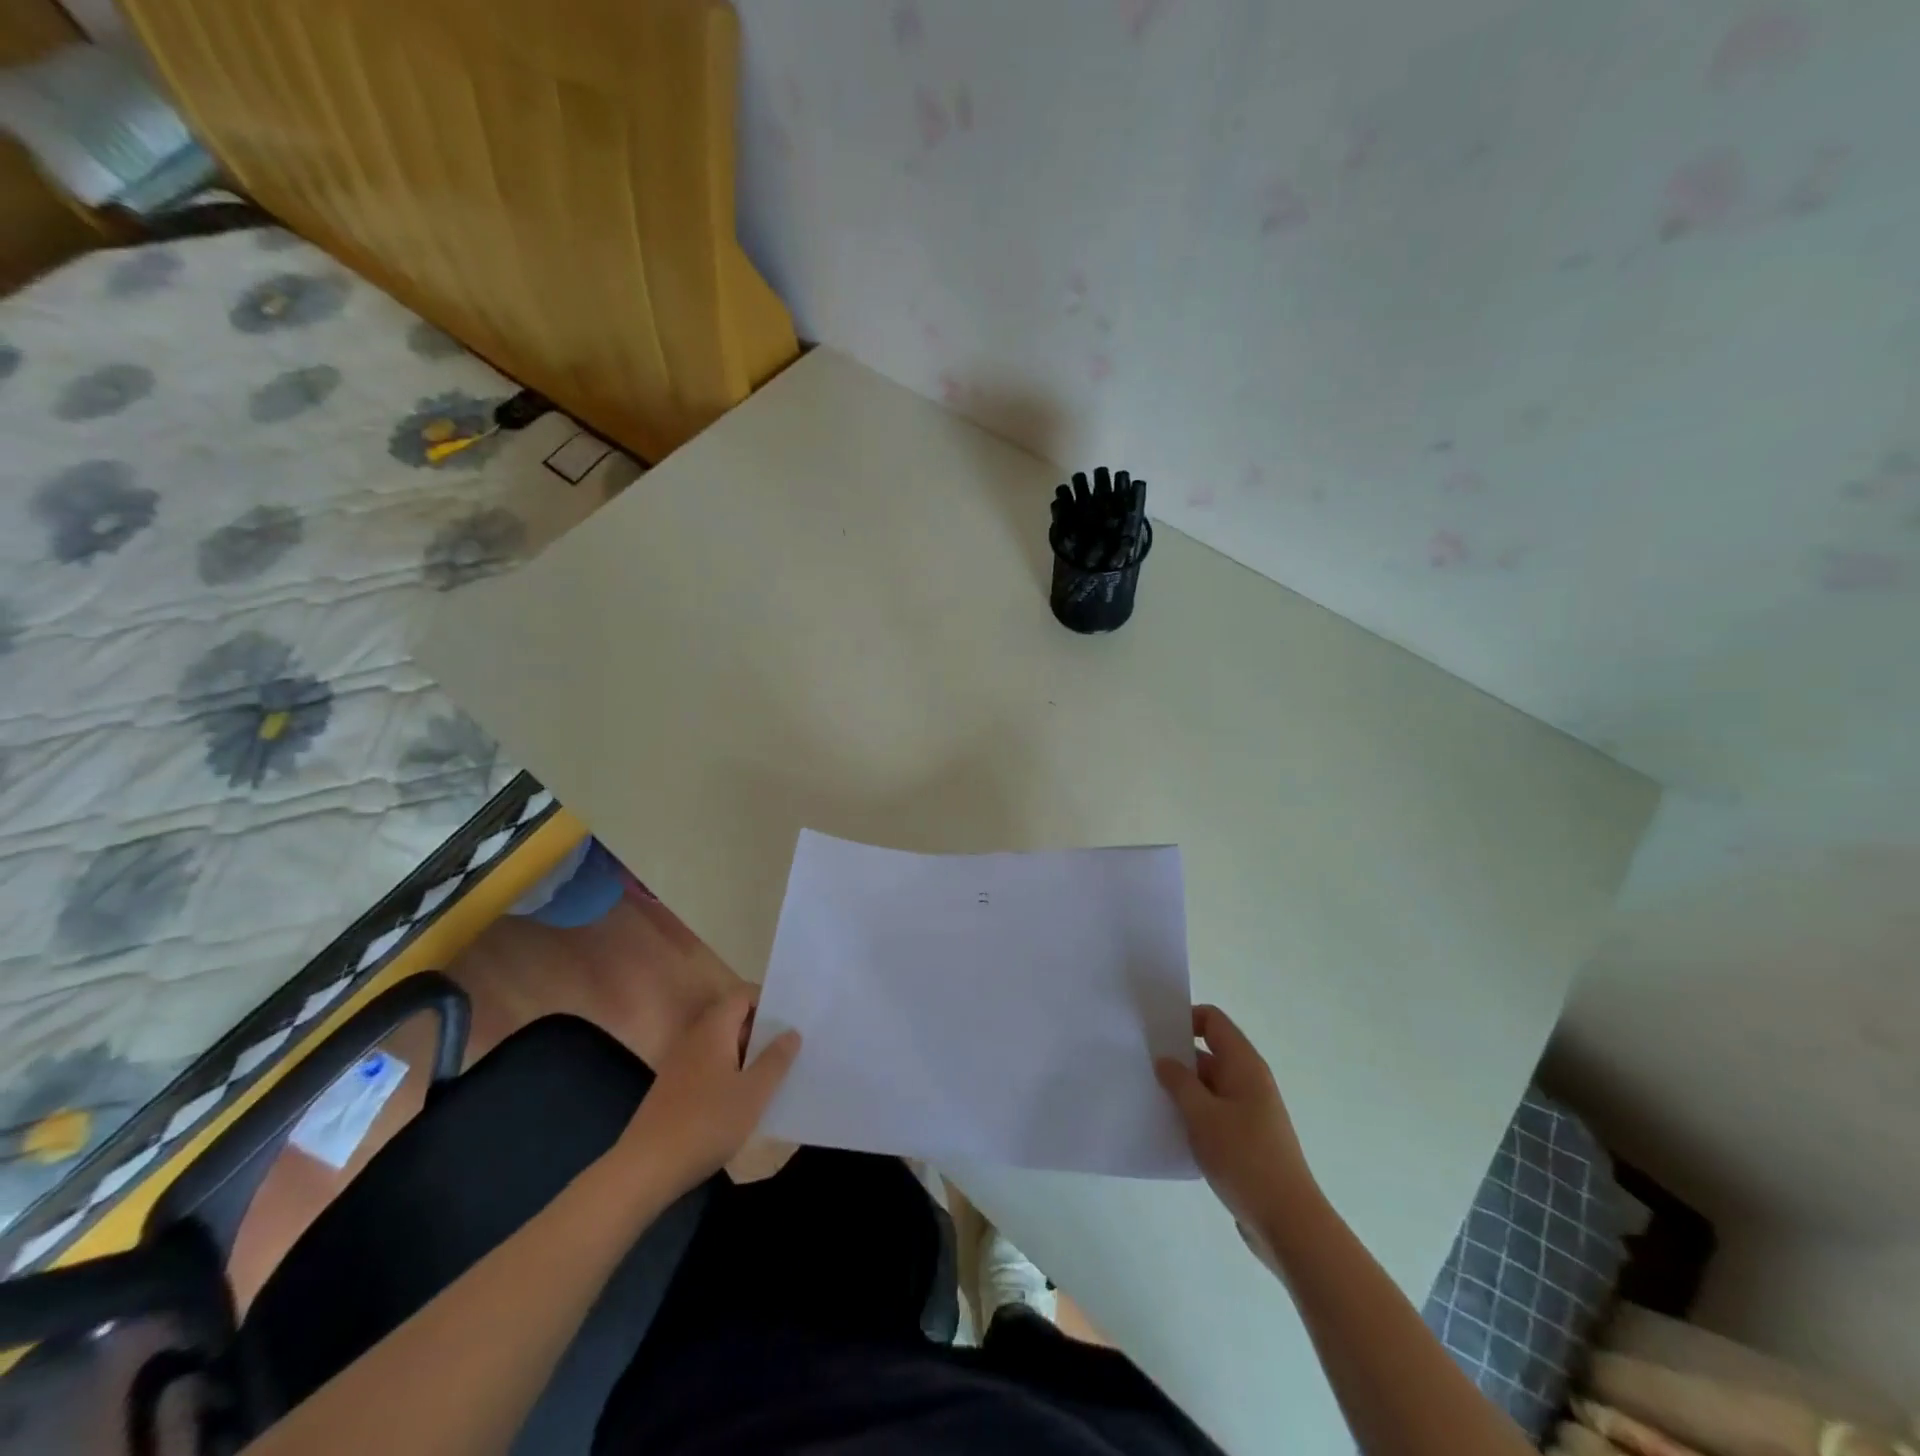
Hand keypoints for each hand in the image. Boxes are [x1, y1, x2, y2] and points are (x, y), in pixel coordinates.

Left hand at [617, 990, 799, 1196]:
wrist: (645, 1170)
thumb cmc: (706, 1123)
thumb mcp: (753, 1093)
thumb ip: (775, 1059)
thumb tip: (791, 1032)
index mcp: (713, 1029)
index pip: (743, 996)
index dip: (768, 1002)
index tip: (792, 1020)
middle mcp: (695, 1039)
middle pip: (733, 1020)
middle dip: (762, 1032)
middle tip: (792, 1048)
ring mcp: (681, 1065)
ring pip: (722, 1047)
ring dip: (747, 1056)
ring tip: (776, 1074)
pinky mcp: (674, 1090)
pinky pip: (710, 1069)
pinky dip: (730, 1075)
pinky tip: (745, 1101)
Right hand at [1156, 1004, 1318, 1257]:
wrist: (1289, 1223)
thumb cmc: (1245, 1158)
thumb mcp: (1203, 1116)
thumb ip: (1179, 1082)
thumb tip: (1165, 1060)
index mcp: (1244, 1065)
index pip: (1213, 1021)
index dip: (1185, 1019)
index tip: (1155, 1034)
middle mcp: (1249, 1081)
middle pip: (1209, 1053)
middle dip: (1176, 1057)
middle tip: (1141, 1065)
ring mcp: (1249, 1112)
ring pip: (1208, 1086)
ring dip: (1182, 1090)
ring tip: (1148, 1096)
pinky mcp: (1245, 1140)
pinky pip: (1213, 1113)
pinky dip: (1193, 1115)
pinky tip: (1169, 1129)